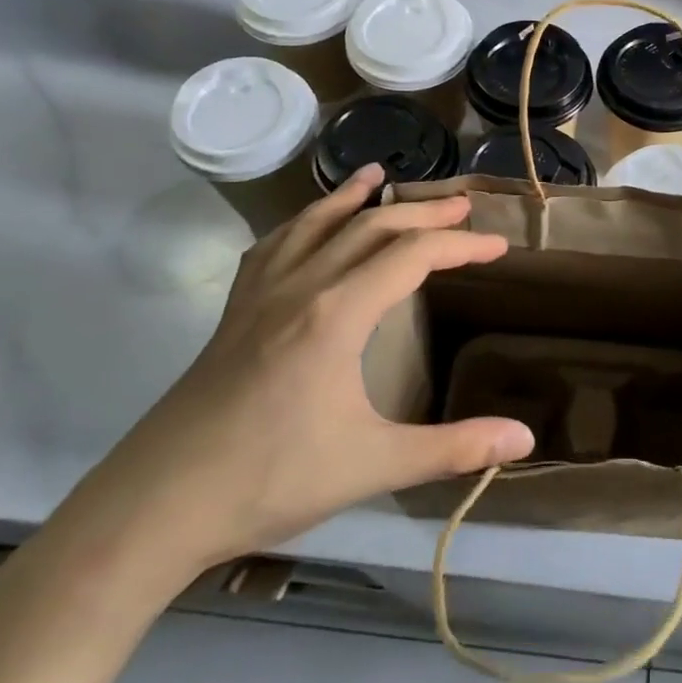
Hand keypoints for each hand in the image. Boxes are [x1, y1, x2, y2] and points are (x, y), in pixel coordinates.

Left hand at [69, 166, 534, 579]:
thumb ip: (455, 448)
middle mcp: (301, 287)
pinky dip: (301, 223)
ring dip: (354, 198)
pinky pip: (274, 247)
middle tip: (463, 205)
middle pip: (371, 227)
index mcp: (338, 313)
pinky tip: (306, 227)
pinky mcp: (234, 313)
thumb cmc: (270, 480)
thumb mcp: (374, 465)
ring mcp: (260, 296)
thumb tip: (526, 441)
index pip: (413, 255)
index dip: (462, 245)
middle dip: (423, 213)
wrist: (155, 507)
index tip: (499, 246)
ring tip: (380, 176)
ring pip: (316, 225)